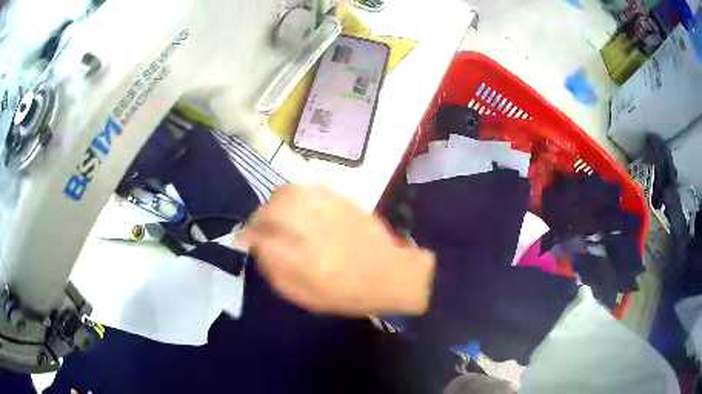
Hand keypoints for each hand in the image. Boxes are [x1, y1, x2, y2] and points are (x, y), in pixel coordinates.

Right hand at [241, 184, 434, 316]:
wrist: (389, 274)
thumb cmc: (345, 293)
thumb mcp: (304, 296)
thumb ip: (275, 272)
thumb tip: (257, 249)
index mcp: (301, 261)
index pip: (260, 238)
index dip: (247, 236)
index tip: (244, 239)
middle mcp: (311, 230)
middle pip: (270, 210)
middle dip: (258, 218)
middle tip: (261, 227)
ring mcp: (327, 210)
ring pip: (287, 193)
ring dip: (275, 204)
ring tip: (278, 215)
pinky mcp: (341, 198)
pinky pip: (308, 187)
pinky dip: (296, 195)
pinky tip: (300, 207)